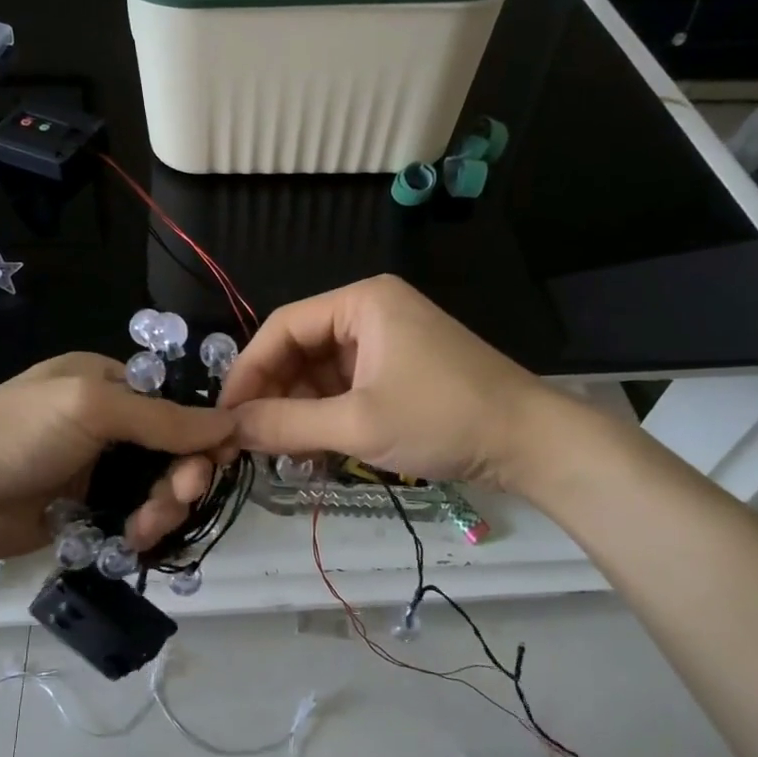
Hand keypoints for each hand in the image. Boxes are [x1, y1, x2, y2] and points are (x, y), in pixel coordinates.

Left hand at [0, 353, 235, 559]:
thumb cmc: (17, 431)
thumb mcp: (91, 408)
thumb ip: (162, 418)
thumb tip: (230, 423)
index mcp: (112, 384)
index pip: (178, 406)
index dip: (203, 433)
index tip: (218, 462)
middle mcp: (110, 425)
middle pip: (172, 453)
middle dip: (182, 478)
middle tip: (179, 499)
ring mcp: (97, 471)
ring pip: (155, 491)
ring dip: (162, 510)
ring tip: (144, 529)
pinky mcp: (85, 512)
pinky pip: (131, 520)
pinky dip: (140, 531)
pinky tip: (132, 542)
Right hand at [217, 275, 569, 496]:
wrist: (532, 443)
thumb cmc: (442, 418)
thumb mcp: (357, 424)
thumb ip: (287, 424)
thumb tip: (228, 428)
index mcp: (361, 303)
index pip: (283, 327)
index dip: (249, 370)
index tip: (225, 413)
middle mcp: (371, 313)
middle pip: (300, 350)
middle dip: (275, 396)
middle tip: (250, 440)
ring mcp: (387, 343)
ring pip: (321, 374)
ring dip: (299, 412)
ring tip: (281, 453)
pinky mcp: (399, 372)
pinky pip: (346, 388)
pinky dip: (326, 417)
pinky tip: (313, 451)